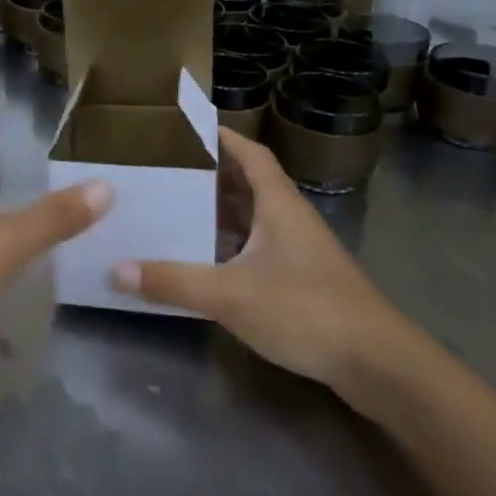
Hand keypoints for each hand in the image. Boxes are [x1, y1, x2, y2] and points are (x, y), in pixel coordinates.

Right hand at [110, 127, 422, 402]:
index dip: (221, 137)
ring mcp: (299, 251)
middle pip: (248, 183)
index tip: (184, 129)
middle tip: (164, 169)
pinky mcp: (302, 280)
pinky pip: (257, 248)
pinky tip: (203, 259)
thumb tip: (116, 269)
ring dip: (218, 211)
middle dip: (209, 174)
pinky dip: (229, 245)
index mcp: (279, 204)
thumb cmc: (307, 310)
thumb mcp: (230, 294)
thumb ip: (173, 281)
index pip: (251, 154)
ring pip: (252, 218)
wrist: (379, 366)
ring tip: (173, 208)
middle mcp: (290, 219)